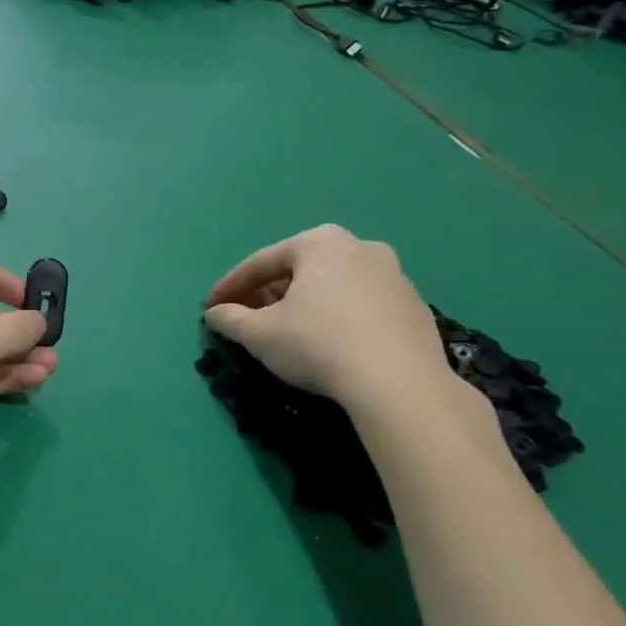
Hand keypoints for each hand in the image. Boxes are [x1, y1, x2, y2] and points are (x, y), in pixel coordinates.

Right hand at [204, 225, 452, 412]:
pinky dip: (338, 318)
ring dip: (305, 305)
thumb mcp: (259, 334)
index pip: (261, 263)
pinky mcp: (414, 306)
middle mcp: (360, 247)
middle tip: (247, 319)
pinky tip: (330, 345)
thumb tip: (214, 314)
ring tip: (287, 333)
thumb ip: (230, 319)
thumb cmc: (318, 345)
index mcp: (319, 243)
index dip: (230, 287)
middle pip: (299, 271)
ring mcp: (394, 275)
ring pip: (333, 287)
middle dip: (269, 294)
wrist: (399, 383)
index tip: (211, 308)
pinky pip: (362, 306)